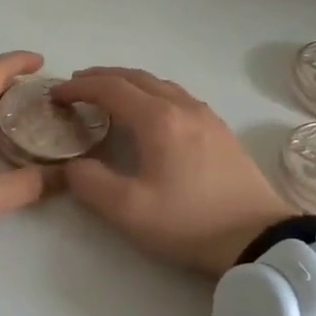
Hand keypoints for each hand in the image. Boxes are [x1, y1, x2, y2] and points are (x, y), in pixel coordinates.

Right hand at [52, 68, 294, 274]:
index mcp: (158, 120)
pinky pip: (178, 96)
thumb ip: (90, 183)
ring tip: (108, 96)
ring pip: (160, 84)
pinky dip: (151, 93)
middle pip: (136, 77)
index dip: (79, 87)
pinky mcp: (220, 131)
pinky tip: (150, 113)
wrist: (259, 238)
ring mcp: (206, 116)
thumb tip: (73, 165)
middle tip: (75, 87)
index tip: (55, 95)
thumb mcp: (129, 210)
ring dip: (128, 83)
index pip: (110, 88)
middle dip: (101, 78)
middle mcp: (182, 107)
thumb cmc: (190, 222)